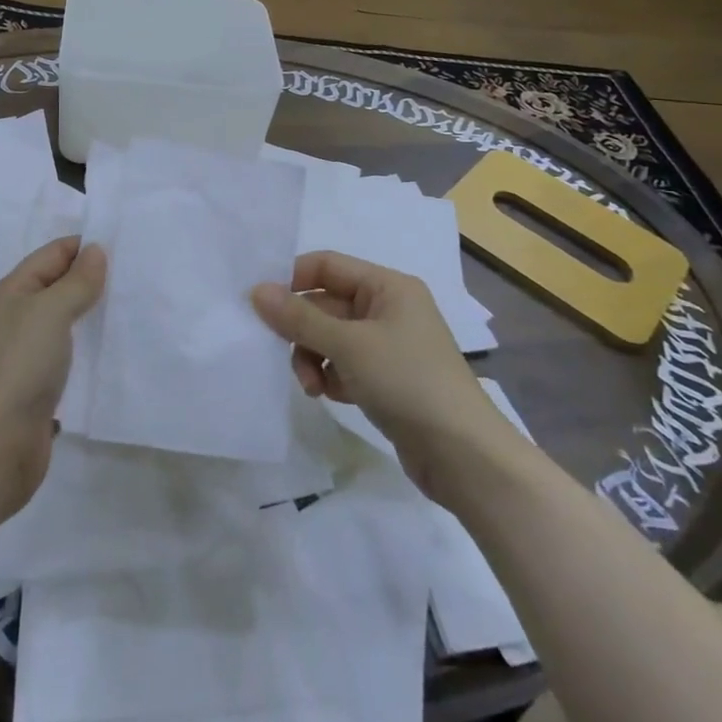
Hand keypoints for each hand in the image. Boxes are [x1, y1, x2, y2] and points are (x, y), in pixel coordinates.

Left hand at [0, 236, 105, 517]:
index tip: (124, 248)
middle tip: (135, 279)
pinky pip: (66, 360)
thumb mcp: (50, 312)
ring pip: (62, 325)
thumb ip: (76, 282)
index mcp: (10, 293)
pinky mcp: (35, 391)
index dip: (83, 247)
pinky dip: (85, 353)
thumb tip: (94, 251)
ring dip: (90, 318)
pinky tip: (112, 357)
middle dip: (91, 281)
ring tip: (130, 313)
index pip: (51, 255)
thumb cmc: (19, 367)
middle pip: (55, 288)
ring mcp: (23, 358)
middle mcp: (14, 320)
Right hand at [252, 251, 513, 505]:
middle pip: (325, 304)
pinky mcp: (387, 378)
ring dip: (312, 358)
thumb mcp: (348, 345)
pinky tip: (330, 396)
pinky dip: (330, 377)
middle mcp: (388, 308)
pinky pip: (344, 364)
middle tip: (283, 355)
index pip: (326, 266)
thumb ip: (299, 318)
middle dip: (302, 331)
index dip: (292, 281)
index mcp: (387, 286)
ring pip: (330, 338)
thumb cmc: (408, 381)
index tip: (261, 307)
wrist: (464, 456)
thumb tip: (256, 290)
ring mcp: (388, 345)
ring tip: (312, 387)